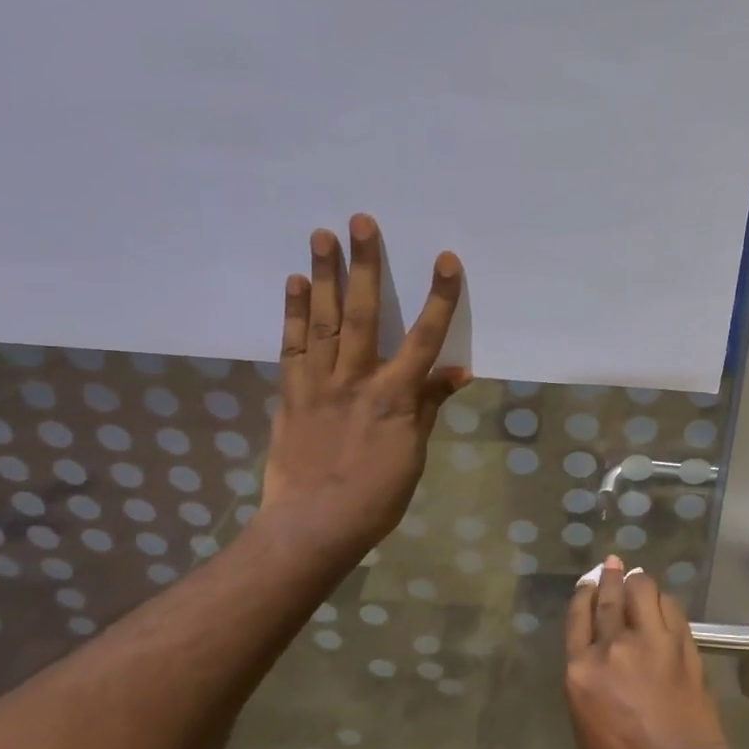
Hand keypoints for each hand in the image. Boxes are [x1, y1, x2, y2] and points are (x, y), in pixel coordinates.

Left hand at [258, 214, 469, 561]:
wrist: (312, 527)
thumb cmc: (376, 496)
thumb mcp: (415, 453)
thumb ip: (429, 406)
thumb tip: (458, 371)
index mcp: (395, 397)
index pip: (424, 338)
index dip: (438, 298)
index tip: (445, 259)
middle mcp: (356, 380)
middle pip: (363, 314)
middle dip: (365, 266)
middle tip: (361, 221)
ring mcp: (318, 385)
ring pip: (323, 322)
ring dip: (324, 276)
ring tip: (321, 235)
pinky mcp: (291, 395)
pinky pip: (292, 347)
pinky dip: (293, 313)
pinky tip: (295, 283)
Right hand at [565, 557, 737, 748]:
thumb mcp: (588, 723)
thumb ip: (590, 680)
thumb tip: (602, 654)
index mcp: (580, 672)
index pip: (578, 618)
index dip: (583, 594)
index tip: (588, 582)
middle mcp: (612, 647)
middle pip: (608, 597)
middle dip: (609, 576)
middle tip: (612, 564)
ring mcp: (650, 641)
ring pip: (642, 589)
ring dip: (638, 582)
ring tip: (638, 581)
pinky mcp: (682, 643)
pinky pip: (670, 608)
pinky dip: (663, 602)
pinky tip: (662, 604)